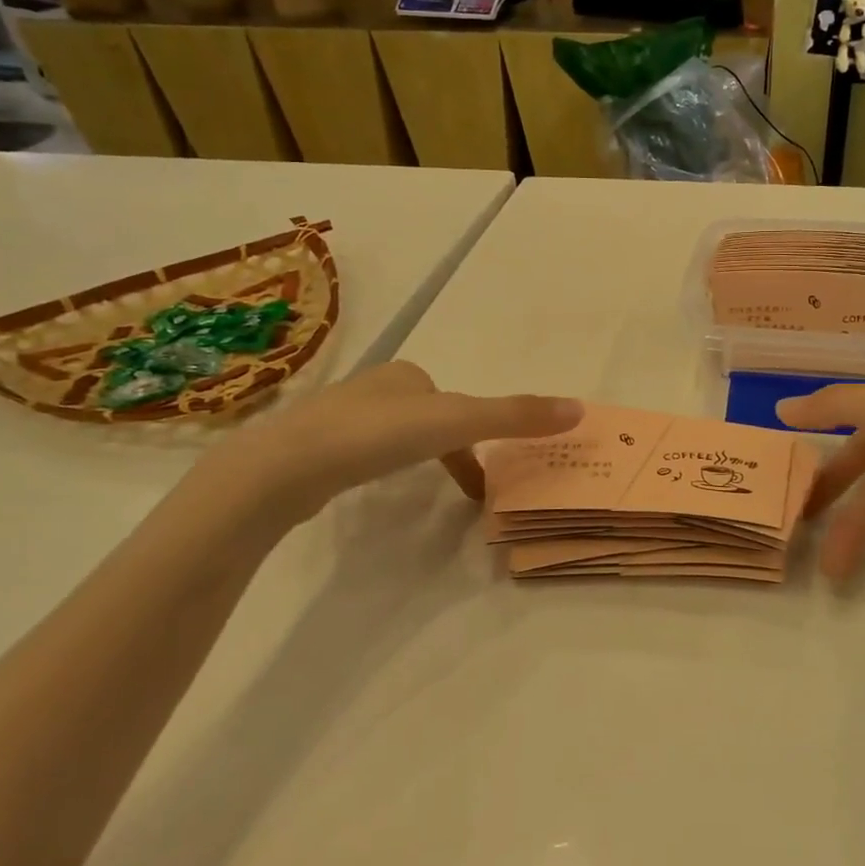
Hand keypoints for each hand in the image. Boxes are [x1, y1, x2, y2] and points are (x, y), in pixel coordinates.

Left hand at [206, 361, 581, 523]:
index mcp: (407, 375)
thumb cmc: (377, 436)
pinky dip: (377, 470)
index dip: (475, 436)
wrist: (285, 468)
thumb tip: (580, 408)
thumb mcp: (458, 422)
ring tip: (417, 489)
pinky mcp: (312, 449)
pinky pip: (360, 455)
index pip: (455, 404)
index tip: (483, 477)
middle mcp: (373, 387)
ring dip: (414, 458)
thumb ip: (516, 416)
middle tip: (461, 486)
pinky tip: (368, 489)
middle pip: (426, 418)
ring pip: (393, 436)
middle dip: (446, 447)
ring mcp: (338, 417)